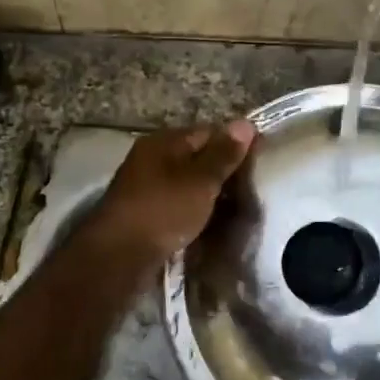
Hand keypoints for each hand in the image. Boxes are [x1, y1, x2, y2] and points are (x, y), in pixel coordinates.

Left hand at [83, 120, 256, 264]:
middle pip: (196, 158)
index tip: (260, 163)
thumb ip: (224, 154)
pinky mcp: (144, 213)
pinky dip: (193, 211)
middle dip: (223, 173)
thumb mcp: (200, 180)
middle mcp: (151, 158)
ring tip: (236, 210)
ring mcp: (145, 186)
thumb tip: (245, 123)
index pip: (209, 132)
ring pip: (187, 183)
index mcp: (164, 141)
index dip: (236, 145)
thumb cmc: (163, 210)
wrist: (119, 256)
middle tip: (251, 190)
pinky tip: (209, 224)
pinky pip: (177, 204)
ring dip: (209, 194)